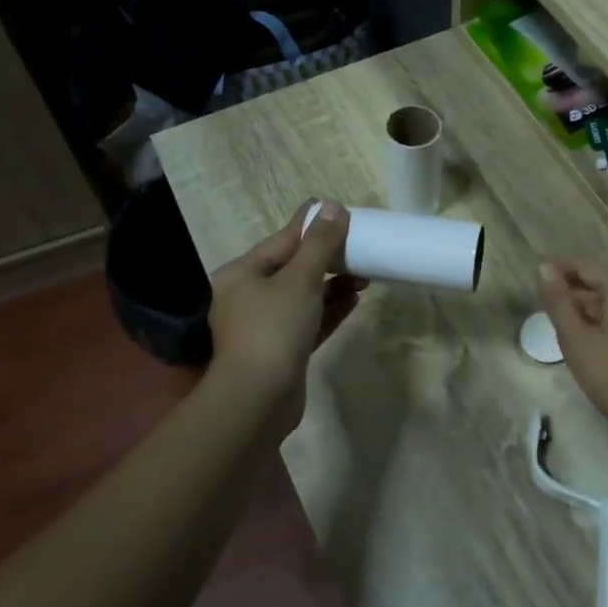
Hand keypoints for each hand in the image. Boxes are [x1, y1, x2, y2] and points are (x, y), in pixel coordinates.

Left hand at [207, 201, 364, 429]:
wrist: (257, 400)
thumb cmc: (273, 329)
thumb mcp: (300, 279)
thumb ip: (319, 243)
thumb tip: (332, 206)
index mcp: (242, 274)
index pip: (282, 240)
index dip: (311, 224)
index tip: (339, 211)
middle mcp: (248, 296)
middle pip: (292, 267)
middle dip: (327, 257)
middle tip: (359, 245)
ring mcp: (264, 326)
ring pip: (303, 295)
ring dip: (333, 284)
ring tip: (365, 273)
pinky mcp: (282, 351)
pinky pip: (309, 320)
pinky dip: (330, 309)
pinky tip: (356, 299)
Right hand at [537, 258, 607, 448]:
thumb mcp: (577, 340)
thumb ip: (558, 302)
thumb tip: (542, 269)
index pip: (586, 266)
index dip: (559, 266)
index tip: (535, 272)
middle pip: (600, 283)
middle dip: (570, 289)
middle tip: (541, 300)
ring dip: (584, 307)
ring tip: (556, 319)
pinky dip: (600, 320)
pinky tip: (582, 335)